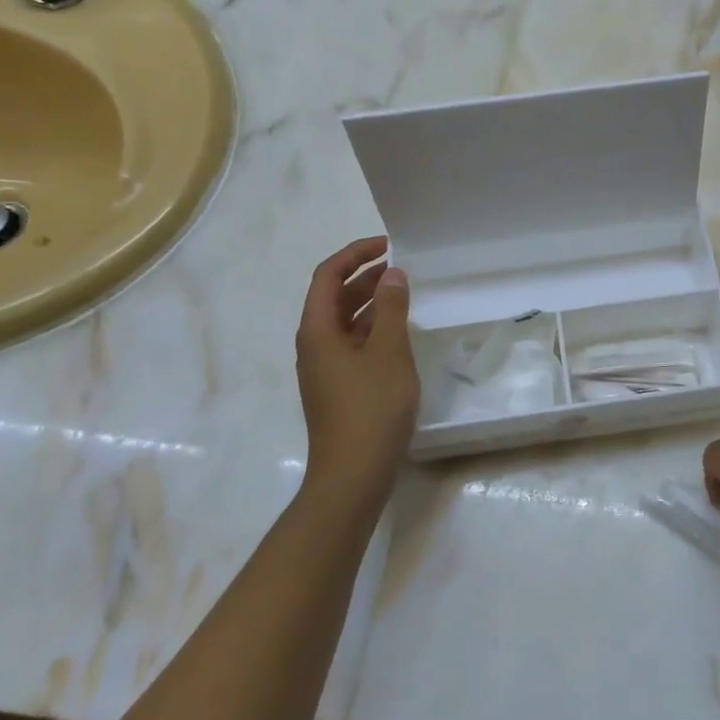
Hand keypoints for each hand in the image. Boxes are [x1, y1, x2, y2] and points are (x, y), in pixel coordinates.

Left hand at [296, 237, 419, 504]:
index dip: (355, 254)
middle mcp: (314, 344)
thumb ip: (392, 309)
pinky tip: (399, 334)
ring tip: (405, 295)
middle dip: (365, 277)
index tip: (388, 246)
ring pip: (345, 323)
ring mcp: (325, 369)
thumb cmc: (370, 407)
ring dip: (371, 304)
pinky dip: (374, 330)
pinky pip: (353, 345)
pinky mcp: (339, 388)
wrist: (353, 474)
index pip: (327, 276)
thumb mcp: (389, 352)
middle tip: (401, 268)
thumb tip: (392, 275)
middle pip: (334, 298)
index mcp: (317, 330)